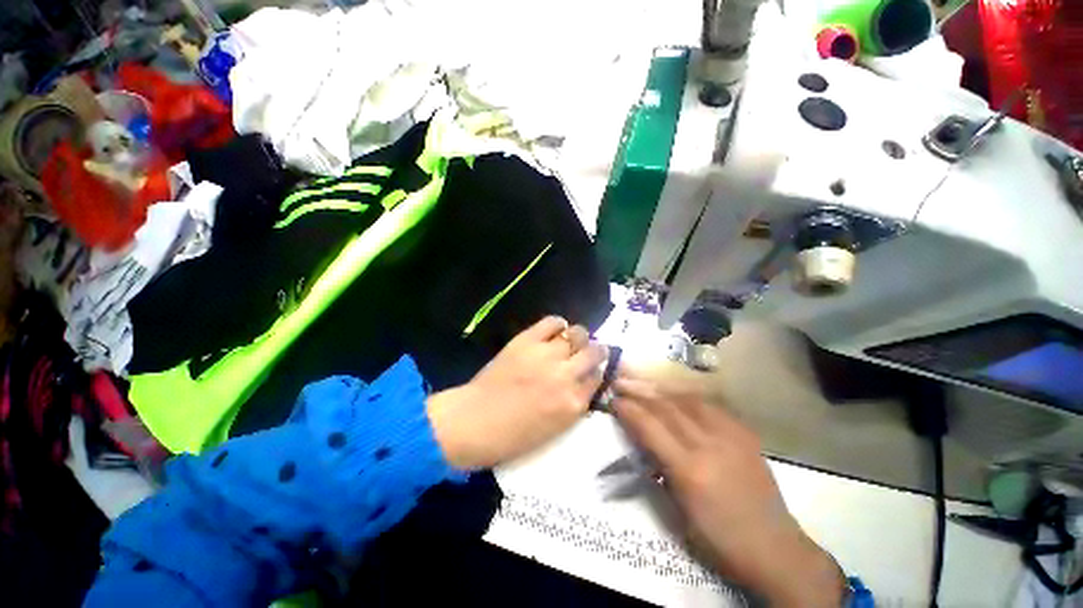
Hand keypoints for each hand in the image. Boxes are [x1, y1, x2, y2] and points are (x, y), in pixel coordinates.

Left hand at [427, 316, 607, 469]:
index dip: (595, 372)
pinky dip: (558, 324)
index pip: (598, 378)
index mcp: (573, 403)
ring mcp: (546, 355)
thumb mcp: (555, 429)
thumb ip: (575, 404)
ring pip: (577, 333)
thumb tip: (584, 382)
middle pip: (595, 352)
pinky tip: (556, 331)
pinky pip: (552, 322)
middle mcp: (565, 375)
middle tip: (588, 352)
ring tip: (570, 341)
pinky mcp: (527, 340)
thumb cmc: (513, 435)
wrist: (474, 422)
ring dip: (578, 337)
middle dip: (596, 351)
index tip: (590, 371)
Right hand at [612, 373, 844, 607]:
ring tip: (644, 381)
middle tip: (621, 380)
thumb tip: (641, 438)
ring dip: (661, 388)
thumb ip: (658, 467)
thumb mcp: (678, 511)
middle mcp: (709, 444)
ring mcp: (730, 435)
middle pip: (667, 406)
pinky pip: (710, 405)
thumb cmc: (718, 538)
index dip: (628, 409)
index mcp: (689, 470)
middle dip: (639, 390)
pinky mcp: (745, 433)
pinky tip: (677, 394)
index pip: (650, 427)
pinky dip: (687, 396)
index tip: (613, 398)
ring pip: (688, 399)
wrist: (774, 547)